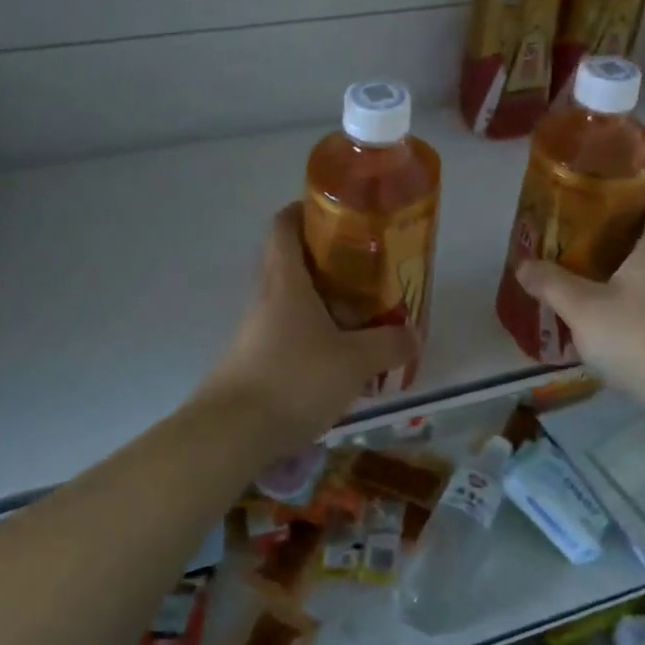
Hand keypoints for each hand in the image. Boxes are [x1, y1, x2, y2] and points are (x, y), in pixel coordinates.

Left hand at [204, 204, 419, 451]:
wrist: (230, 435)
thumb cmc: (294, 380)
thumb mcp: (354, 362)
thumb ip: (388, 345)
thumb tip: (414, 334)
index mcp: (286, 280)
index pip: (284, 225)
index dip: (305, 210)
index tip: (336, 213)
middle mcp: (266, 297)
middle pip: (289, 259)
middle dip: (325, 258)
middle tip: (363, 266)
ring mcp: (255, 330)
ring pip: (289, 299)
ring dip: (321, 300)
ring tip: (360, 313)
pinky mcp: (253, 360)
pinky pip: (286, 332)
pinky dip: (312, 333)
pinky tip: (337, 358)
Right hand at [513, 182, 644, 410]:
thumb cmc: (638, 338)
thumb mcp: (583, 308)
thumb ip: (550, 283)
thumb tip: (522, 265)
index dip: (642, 185)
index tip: (609, 189)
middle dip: (627, 219)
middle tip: (587, 224)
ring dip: (634, 252)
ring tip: (594, 260)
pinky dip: (642, 280)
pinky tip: (614, 300)